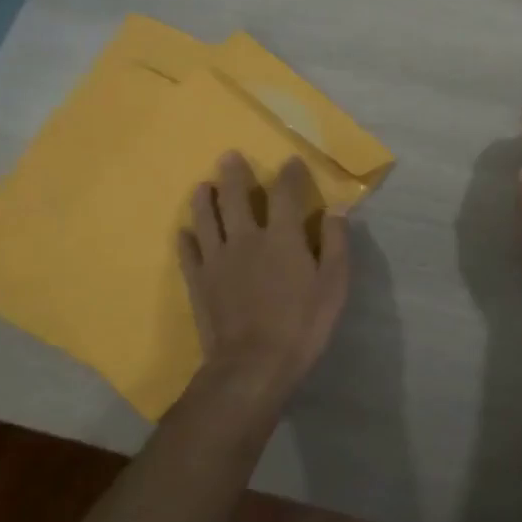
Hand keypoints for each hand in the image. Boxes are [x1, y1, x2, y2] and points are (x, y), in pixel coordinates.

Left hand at [178, 153, 350, 399]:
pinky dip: (186, 239)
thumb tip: (337, 209)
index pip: (284, 194)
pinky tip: (184, 232)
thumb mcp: (334, 283)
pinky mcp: (199, 282)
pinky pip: (188, 253)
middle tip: (229, 156)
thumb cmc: (302, 324)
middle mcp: (246, 238)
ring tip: (203, 185)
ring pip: (206, 219)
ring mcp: (217, 260)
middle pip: (236, 198)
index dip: (288, 174)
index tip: (290, 161)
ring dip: (204, 200)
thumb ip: (335, 242)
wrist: (252, 366)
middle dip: (234, 175)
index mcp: (282, 236)